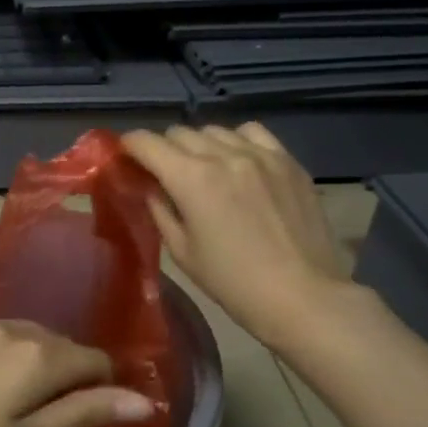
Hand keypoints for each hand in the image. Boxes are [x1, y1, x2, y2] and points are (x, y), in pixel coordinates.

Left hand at [0, 318, 156, 426]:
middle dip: (67, 377)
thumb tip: (144, 400)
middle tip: (47, 421)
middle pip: (61, 346)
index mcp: (39, 356)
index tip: (86, 421)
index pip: (96, 361)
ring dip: (34, 364)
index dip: (102, 390)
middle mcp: (13, 327)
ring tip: (12, 404)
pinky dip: (2, 356)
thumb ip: (84, 413)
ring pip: (27, 338)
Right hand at [121, 122, 354, 352]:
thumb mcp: (182, 251)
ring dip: (199, 144)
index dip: (129, 146)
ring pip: (215, 130)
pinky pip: (252, 133)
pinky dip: (236, 140)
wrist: (302, 296)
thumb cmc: (233, 282)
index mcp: (191, 178)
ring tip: (202, 168)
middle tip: (162, 173)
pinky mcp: (288, 161)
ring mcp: (260, 154)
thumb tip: (149, 187)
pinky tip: (238, 162)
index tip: (124, 157)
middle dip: (163, 149)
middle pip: (179, 132)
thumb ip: (160, 210)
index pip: (147, 143)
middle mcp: (223, 154)